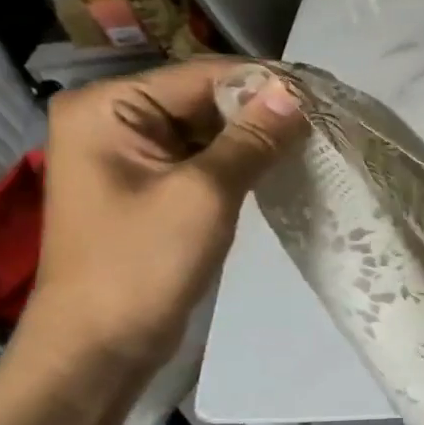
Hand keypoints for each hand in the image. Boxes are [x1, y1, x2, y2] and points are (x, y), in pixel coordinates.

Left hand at [24, 59, 307, 371]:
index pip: (201, 76)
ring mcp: (129, 156)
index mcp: (108, 107)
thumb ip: (251, 140)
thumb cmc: (142, 264)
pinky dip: (239, 162)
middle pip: (203, 99)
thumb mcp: (205, 195)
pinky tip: (279, 166)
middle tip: (324, 121)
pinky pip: (201, 160)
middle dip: (261, 111)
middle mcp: (112, 120)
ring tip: (312, 141)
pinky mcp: (148, 188)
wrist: (100, 348)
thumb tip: (294, 95)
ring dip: (255, 138)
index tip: (322, 94)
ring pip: (207, 131)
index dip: (264, 83)